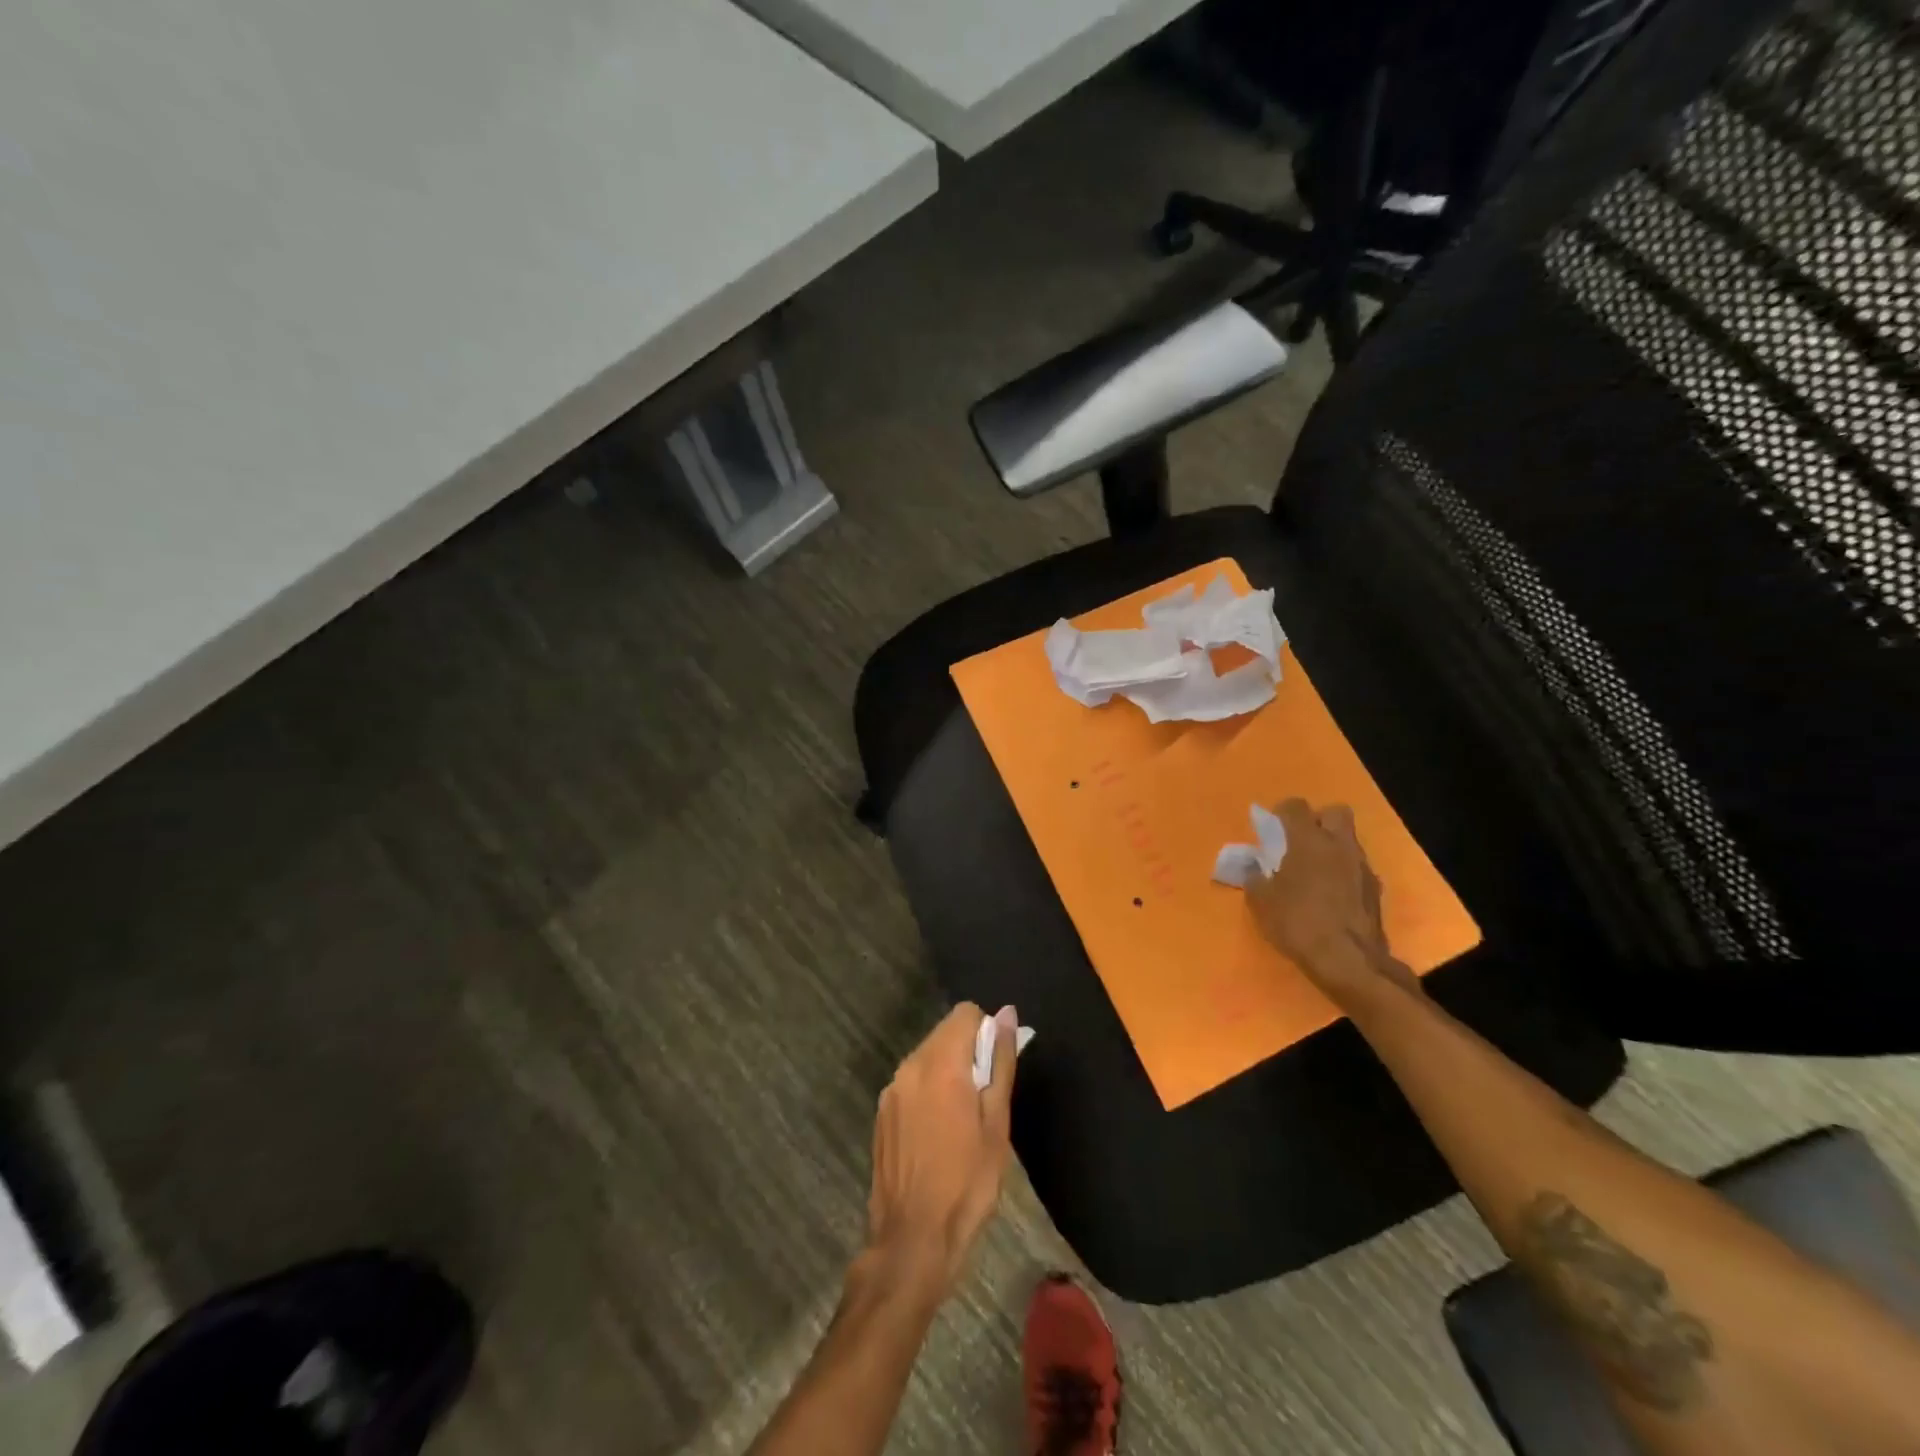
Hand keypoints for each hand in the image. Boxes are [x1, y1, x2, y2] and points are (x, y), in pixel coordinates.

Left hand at [862, 1003, 1017, 1301]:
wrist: (913, 1240)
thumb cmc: (967, 1183)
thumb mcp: (996, 1123)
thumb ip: (1001, 1061)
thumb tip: (1008, 1015)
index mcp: (940, 1063)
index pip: (965, 1013)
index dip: (987, 1031)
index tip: (996, 1067)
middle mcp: (910, 1066)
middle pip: (944, 1033)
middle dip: (968, 1053)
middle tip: (984, 1100)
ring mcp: (891, 1090)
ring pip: (927, 1058)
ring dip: (948, 1072)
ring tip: (963, 1121)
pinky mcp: (881, 1113)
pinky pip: (911, 1083)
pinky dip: (928, 1092)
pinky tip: (938, 1135)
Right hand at [1246, 799, 1419, 1007]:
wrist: (1349, 961)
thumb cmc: (1298, 923)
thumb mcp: (1261, 902)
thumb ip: (1254, 877)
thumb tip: (1253, 867)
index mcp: (1308, 841)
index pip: (1295, 806)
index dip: (1281, 813)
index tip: (1271, 831)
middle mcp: (1339, 845)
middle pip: (1334, 812)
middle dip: (1318, 820)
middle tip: (1300, 843)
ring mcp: (1361, 866)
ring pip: (1348, 840)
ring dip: (1332, 848)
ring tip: (1313, 873)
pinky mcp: (1374, 889)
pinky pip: (1356, 867)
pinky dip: (1343, 872)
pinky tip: (1331, 895)